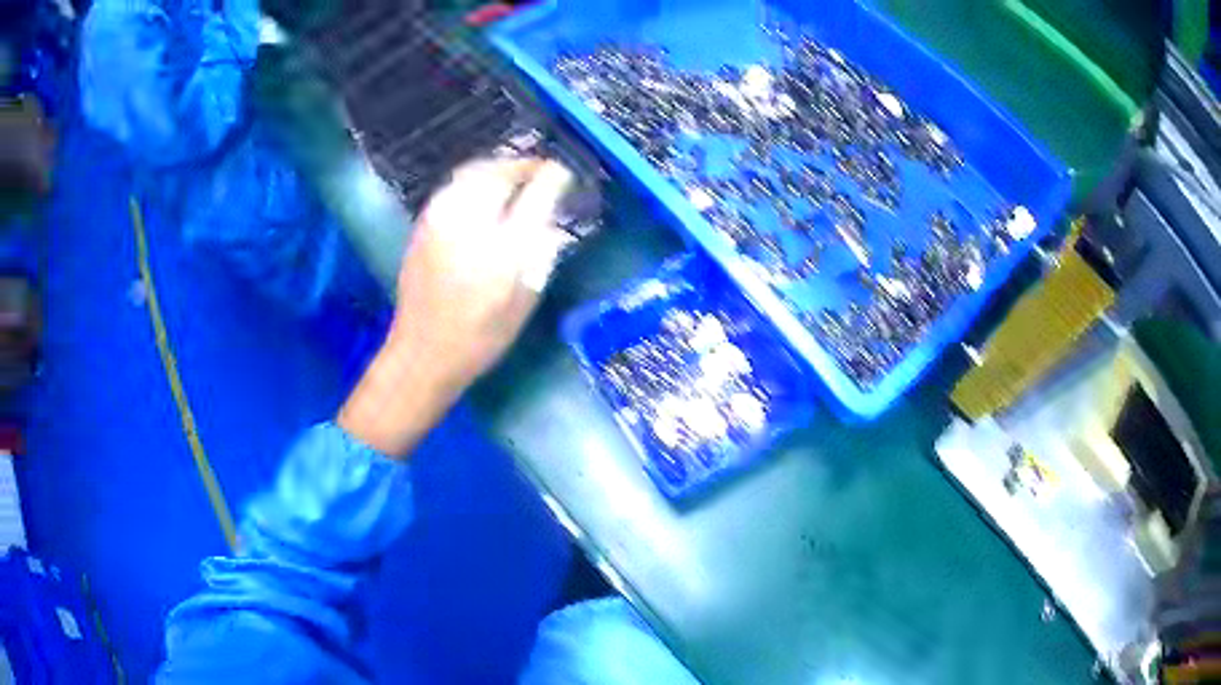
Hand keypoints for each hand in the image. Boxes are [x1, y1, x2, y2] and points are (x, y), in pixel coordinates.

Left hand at [338, 158, 572, 456]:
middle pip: (499, 171)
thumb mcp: (525, 299)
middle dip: (522, 165)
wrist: (424, 352)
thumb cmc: (482, 335)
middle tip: (539, 171)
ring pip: (471, 173)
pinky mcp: (422, 224)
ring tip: (513, 176)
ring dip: (497, 168)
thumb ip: (541, 254)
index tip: (564, 175)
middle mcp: (470, 222)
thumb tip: (550, 221)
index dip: (553, 177)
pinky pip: (453, 187)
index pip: (535, 193)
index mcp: (503, 246)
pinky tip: (482, 193)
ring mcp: (440, 219)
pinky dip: (473, 180)